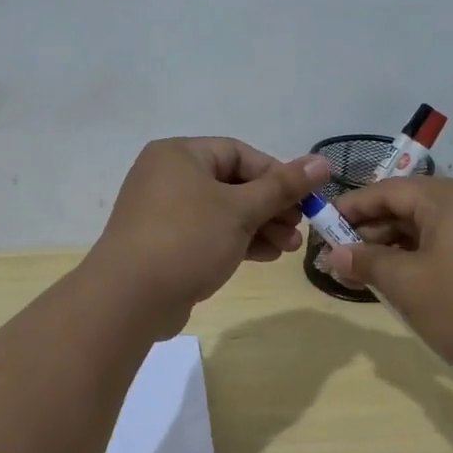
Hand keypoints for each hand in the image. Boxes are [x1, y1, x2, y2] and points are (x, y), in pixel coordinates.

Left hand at [87, 138, 331, 336]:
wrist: (130, 298)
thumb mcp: (241, 210)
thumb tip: (322, 162)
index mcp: (180, 155)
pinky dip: (237, 241)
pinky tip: (266, 256)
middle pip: (233, 184)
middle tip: (299, 229)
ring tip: (289, 248)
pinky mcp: (165, 244)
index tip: (304, 199)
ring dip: (259, 227)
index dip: (276, 175)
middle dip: (271, 207)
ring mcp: (163, 212)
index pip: (239, 154)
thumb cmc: (188, 239)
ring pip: (223, 212)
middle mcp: (167, 176)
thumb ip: (283, 186)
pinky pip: (208, 234)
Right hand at [323, 177, 452, 386]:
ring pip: (430, 227)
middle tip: (339, 259)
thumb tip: (334, 255)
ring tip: (365, 274)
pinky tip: (404, 281)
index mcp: (450, 197)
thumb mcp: (407, 285)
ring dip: (395, 247)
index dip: (350, 208)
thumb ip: (366, 262)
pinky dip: (422, 257)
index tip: (320, 228)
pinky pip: (450, 243)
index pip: (387, 190)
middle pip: (409, 206)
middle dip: (370, 231)